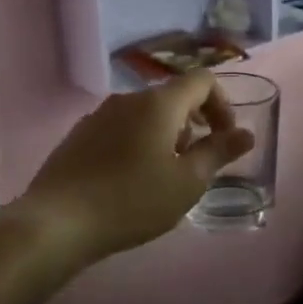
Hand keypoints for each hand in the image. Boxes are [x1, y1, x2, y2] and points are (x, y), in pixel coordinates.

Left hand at [11, 71, 254, 263]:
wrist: (56, 223)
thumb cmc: (132, 200)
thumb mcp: (187, 182)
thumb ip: (219, 152)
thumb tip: (246, 133)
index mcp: (159, 104)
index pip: (202, 80)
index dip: (222, 103)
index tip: (225, 137)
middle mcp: (128, 99)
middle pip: (173, 97)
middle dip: (194, 123)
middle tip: (197, 162)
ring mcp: (99, 116)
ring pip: (146, 114)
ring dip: (166, 135)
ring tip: (165, 175)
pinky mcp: (79, 136)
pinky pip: (121, 128)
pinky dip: (138, 143)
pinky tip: (131, 180)